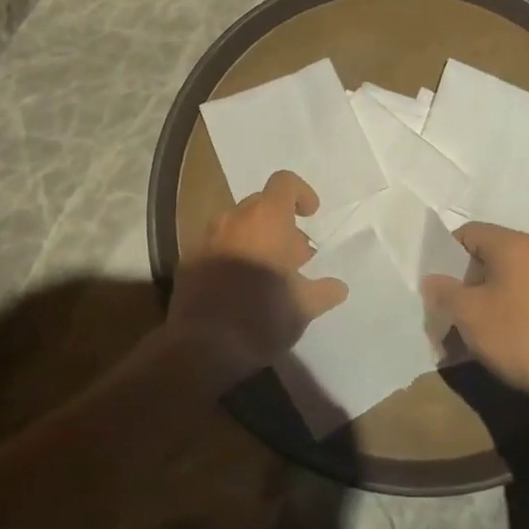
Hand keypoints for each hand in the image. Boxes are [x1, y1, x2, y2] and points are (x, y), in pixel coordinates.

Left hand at [179, 171, 347, 336]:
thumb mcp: (303, 308)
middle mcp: (234, 219)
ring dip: (257, 239)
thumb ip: (323, 291)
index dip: (301, 193)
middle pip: (261, 204)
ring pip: (237, 226)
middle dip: (281, 224)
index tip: (311, 216)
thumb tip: (339, 287)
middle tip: (296, 256)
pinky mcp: (189, 261)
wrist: (202, 347)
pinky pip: (217, 246)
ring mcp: (206, 239)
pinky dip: (233, 256)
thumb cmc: (262, 318)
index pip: (284, 182)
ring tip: (270, 273)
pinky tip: (241, 287)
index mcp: (266, 220)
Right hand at [421, 222, 528, 416]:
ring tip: (462, 330)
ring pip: (501, 280)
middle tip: (443, 309)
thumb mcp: (469, 314)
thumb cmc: (519, 336)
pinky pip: (519, 297)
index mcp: (511, 244)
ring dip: (478, 300)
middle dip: (460, 281)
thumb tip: (432, 280)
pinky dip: (500, 311)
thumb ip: (443, 291)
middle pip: (484, 256)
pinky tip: (491, 339)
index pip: (466, 232)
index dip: (444, 255)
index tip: (432, 283)